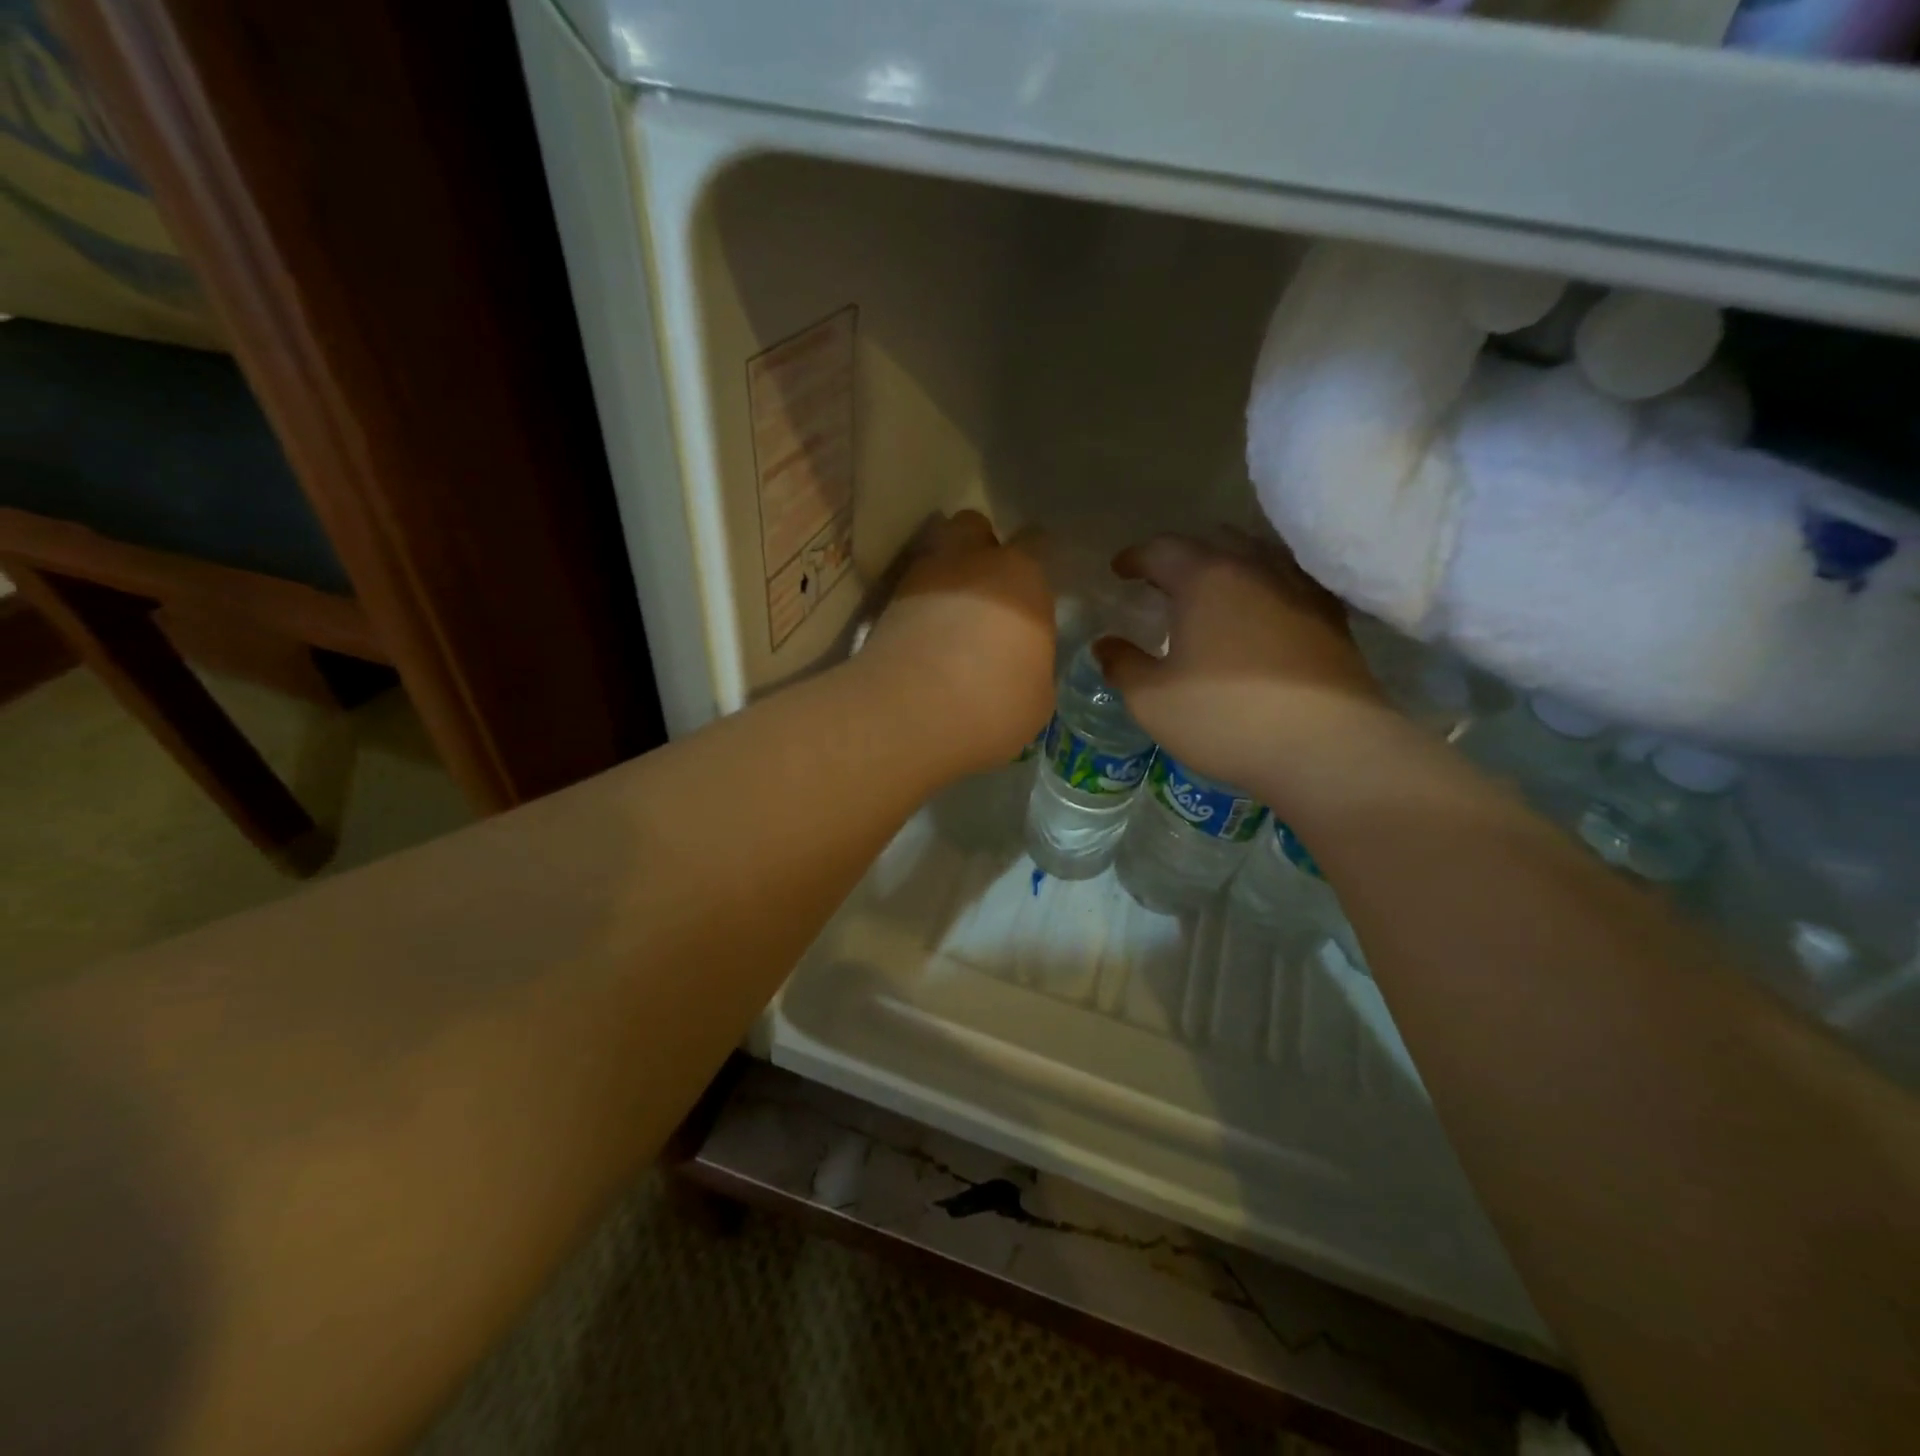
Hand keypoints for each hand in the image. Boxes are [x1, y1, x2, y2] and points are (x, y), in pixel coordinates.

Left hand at [857, 511, 1055, 775]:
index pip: (1037, 541)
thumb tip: (1021, 660)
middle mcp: (970, 563)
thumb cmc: (993, 704)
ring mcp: (921, 578)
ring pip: (935, 554)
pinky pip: (909, 591)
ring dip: (945, 574)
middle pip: (974, 526)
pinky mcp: (885, 605)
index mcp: (1020, 577)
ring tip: (949, 614)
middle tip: (986, 588)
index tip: (1035, 586)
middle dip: (980, 548)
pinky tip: (923, 638)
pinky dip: (918, 606)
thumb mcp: (1037, 695)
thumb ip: (1032, 661)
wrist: (909, 716)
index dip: (1037, 559)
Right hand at [1093, 535, 1388, 800]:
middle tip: (1162, 579)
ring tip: (1211, 591)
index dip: (1135, 557)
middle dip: (1182, 555)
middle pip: (1213, 541)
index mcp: (1206, 578)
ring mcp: (1299, 589)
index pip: (1162, 549)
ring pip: (1257, 555)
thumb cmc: (1226, 718)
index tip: (1119, 570)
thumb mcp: (1153, 700)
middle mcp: (1255, 568)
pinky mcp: (1331, 617)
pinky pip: (1288, 581)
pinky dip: (1263, 585)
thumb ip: (1122, 665)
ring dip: (1226, 564)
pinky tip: (1259, 611)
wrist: (1326, 748)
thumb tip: (1105, 645)